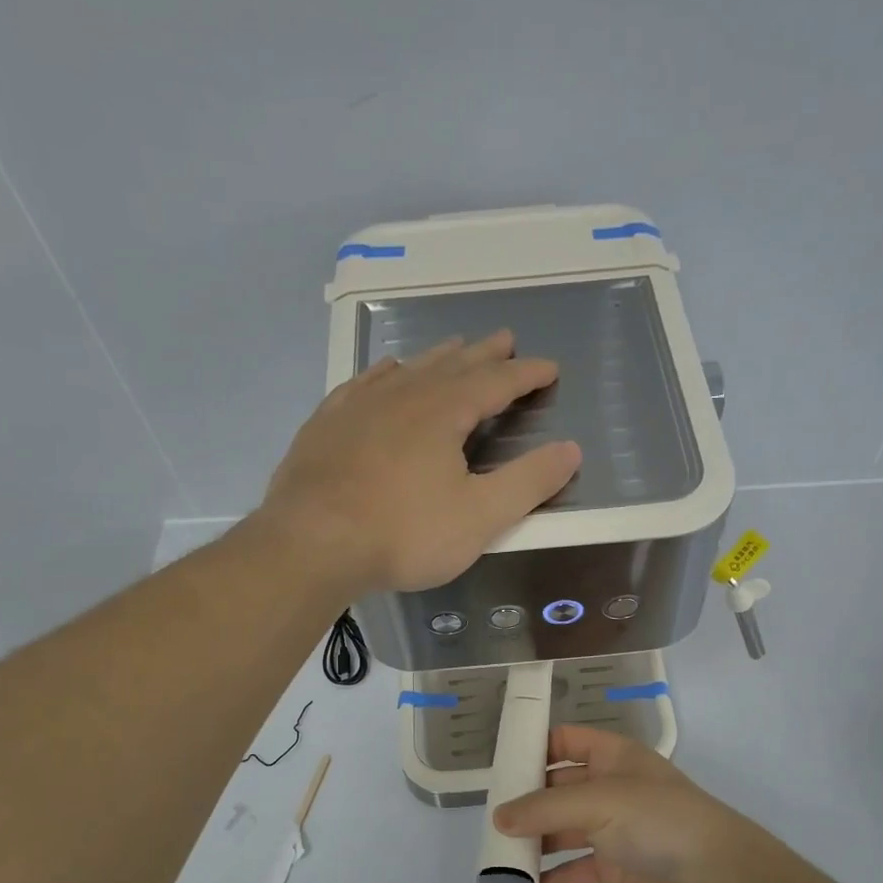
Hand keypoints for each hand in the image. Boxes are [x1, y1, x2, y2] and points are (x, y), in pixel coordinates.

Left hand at [259, 330, 581, 595]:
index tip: (549, 368)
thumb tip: (571, 449)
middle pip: (453, 365)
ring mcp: (359, 405)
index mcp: (444, 412)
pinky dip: (385, 374)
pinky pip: (363, 384)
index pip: (496, 382)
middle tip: (505, 339)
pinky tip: (386, 373)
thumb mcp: (480, 516)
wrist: (311, 544)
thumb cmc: (404, 533)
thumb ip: (529, 482)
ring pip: (408, 369)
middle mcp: (403, 395)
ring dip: (437, 358)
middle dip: (484, 354)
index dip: (526, 375)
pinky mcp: (326, 424)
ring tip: (454, 347)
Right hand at [492, 726, 770, 882]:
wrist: (717, 875)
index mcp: (612, 757)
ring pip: (562, 832)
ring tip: (497, 858)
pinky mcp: (615, 868)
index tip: (499, 765)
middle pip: (558, 789)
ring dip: (534, 844)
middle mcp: (610, 789)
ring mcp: (613, 830)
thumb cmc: (658, 819)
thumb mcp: (600, 801)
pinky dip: (550, 880)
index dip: (535, 747)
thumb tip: (499, 817)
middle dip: (526, 803)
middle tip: (489, 819)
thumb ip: (546, 808)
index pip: (566, 741)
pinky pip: (574, 871)